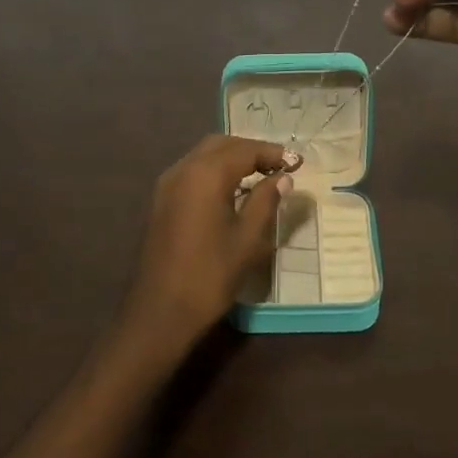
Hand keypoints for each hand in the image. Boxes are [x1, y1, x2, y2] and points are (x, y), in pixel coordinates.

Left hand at [118, 135, 292, 363]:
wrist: (159, 313)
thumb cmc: (209, 276)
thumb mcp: (247, 240)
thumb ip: (265, 202)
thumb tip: (282, 179)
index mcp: (205, 175)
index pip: (245, 150)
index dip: (273, 154)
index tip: (298, 164)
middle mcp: (182, 170)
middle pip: (221, 145)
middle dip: (251, 150)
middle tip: (279, 166)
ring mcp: (166, 185)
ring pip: (203, 156)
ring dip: (232, 159)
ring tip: (260, 176)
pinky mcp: (160, 202)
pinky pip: (191, 172)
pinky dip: (214, 171)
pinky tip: (232, 191)